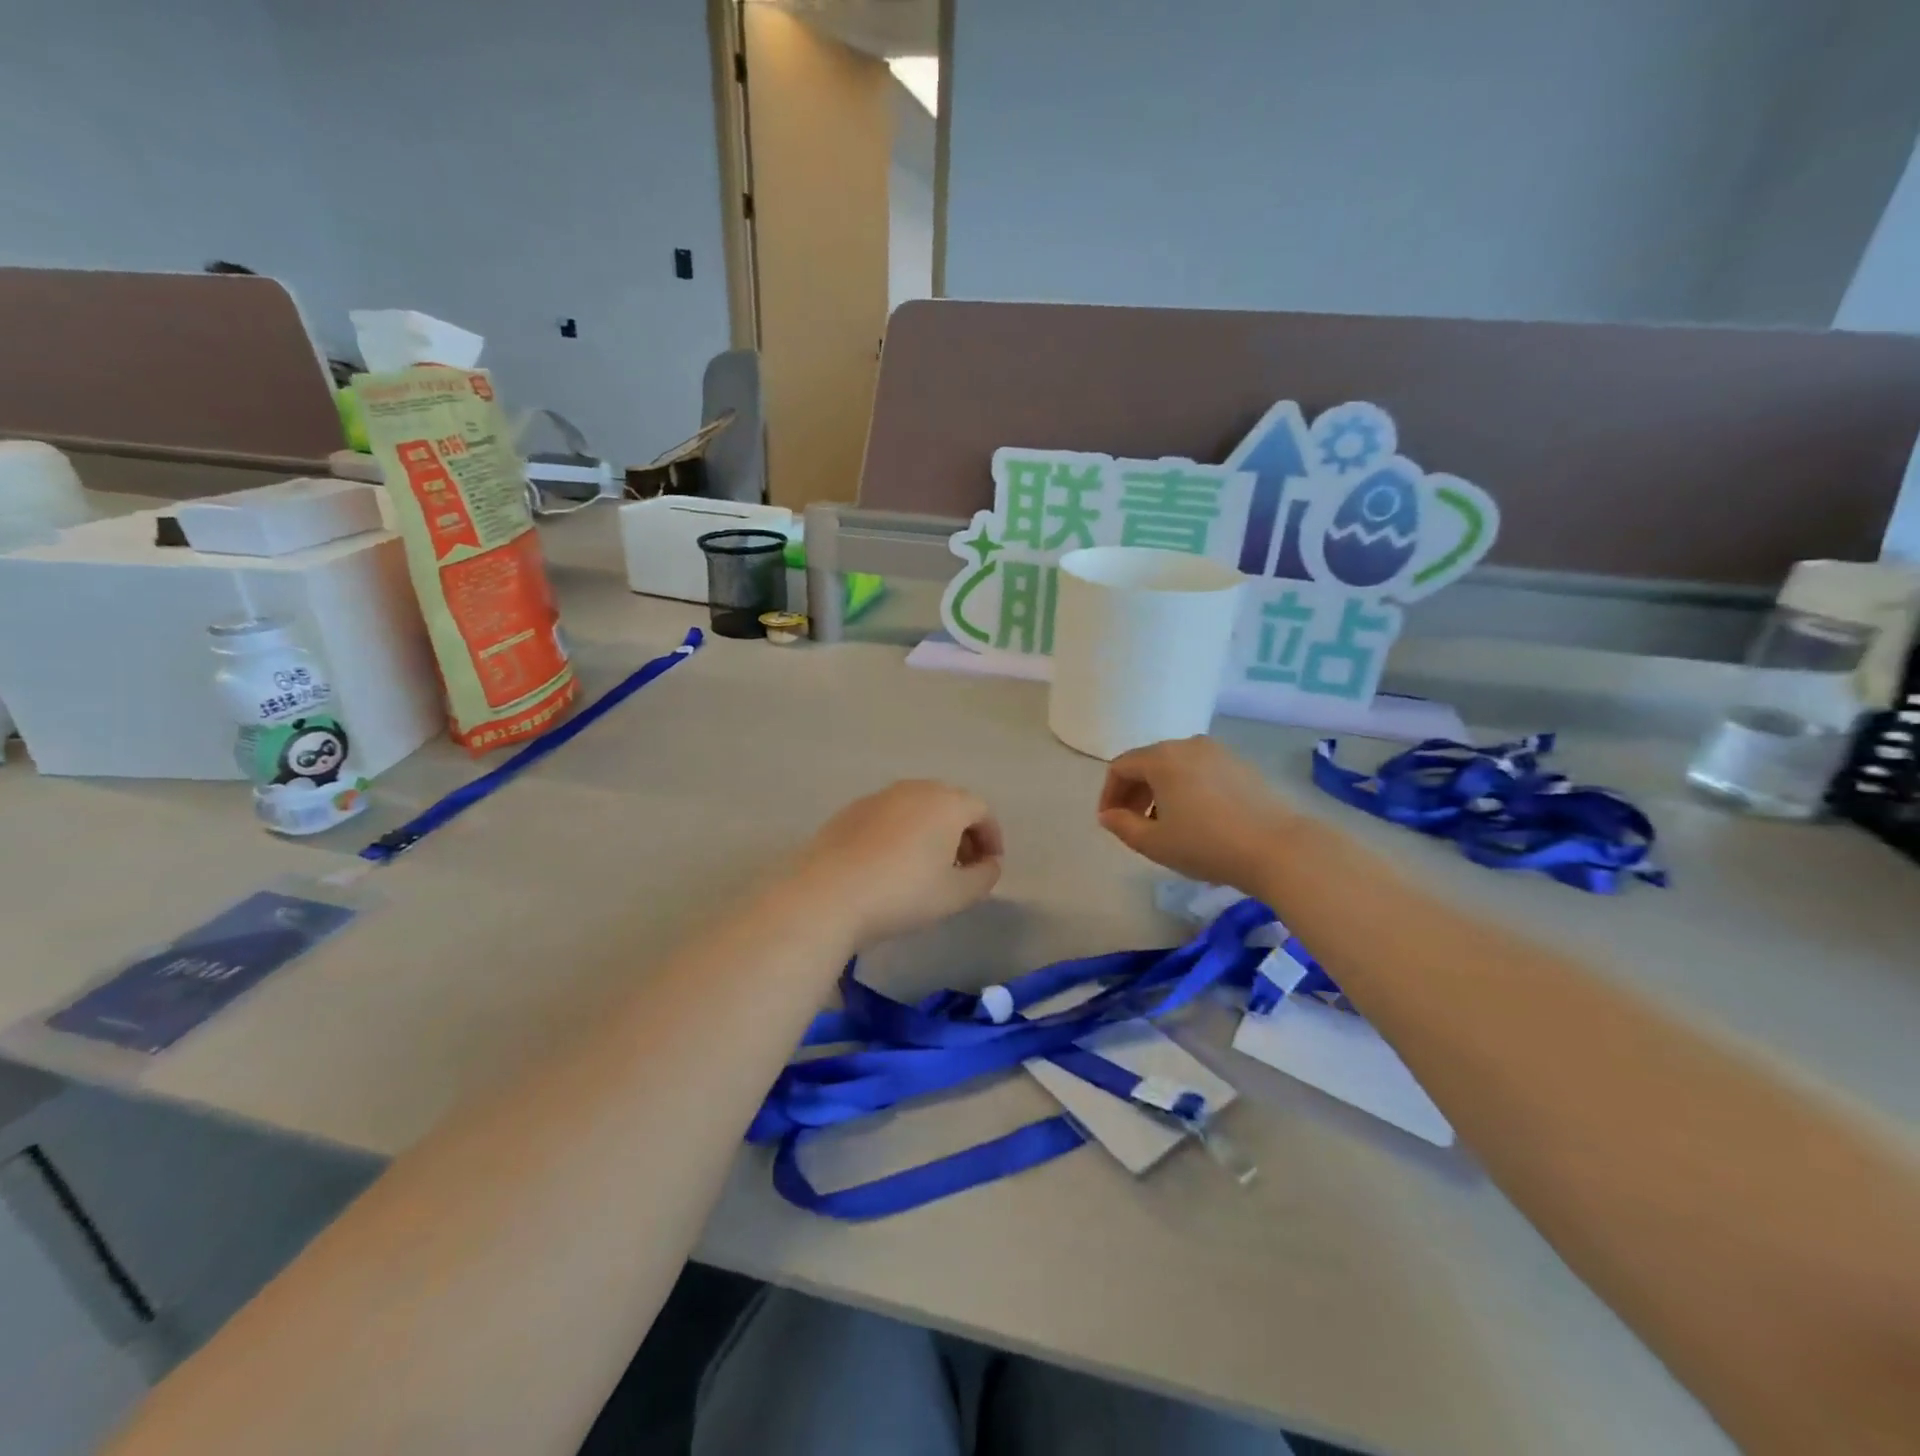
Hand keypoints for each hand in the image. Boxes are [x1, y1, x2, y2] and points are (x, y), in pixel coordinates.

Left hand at [784, 781, 1003, 947]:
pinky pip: (890, 815)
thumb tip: (990, 864)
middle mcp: (915, 789)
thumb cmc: (903, 893)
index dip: (991, 838)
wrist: (829, 893)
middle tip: (962, 866)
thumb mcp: (956, 894)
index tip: (989, 866)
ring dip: (931, 831)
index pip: (981, 811)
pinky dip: (901, 832)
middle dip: (962, 832)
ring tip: (926, 867)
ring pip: (918, 807)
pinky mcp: (851, 810)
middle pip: (949, 803)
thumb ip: (985, 876)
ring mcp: (879, 796)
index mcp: (946, 803)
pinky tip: (891, 864)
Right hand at [1097, 737, 1294, 896]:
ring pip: (1175, 766)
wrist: (1277, 849)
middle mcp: (1188, 745)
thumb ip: (1122, 826)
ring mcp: (1218, 752)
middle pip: (1147, 762)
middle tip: (1133, 823)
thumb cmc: (1206, 845)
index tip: (1111, 822)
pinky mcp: (1241, 766)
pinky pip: (1200, 771)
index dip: (1109, 794)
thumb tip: (1108, 815)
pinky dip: (1186, 789)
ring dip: (1160, 791)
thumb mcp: (1154, 843)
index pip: (1120, 767)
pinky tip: (1196, 818)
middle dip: (1134, 792)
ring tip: (1164, 824)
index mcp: (1162, 758)